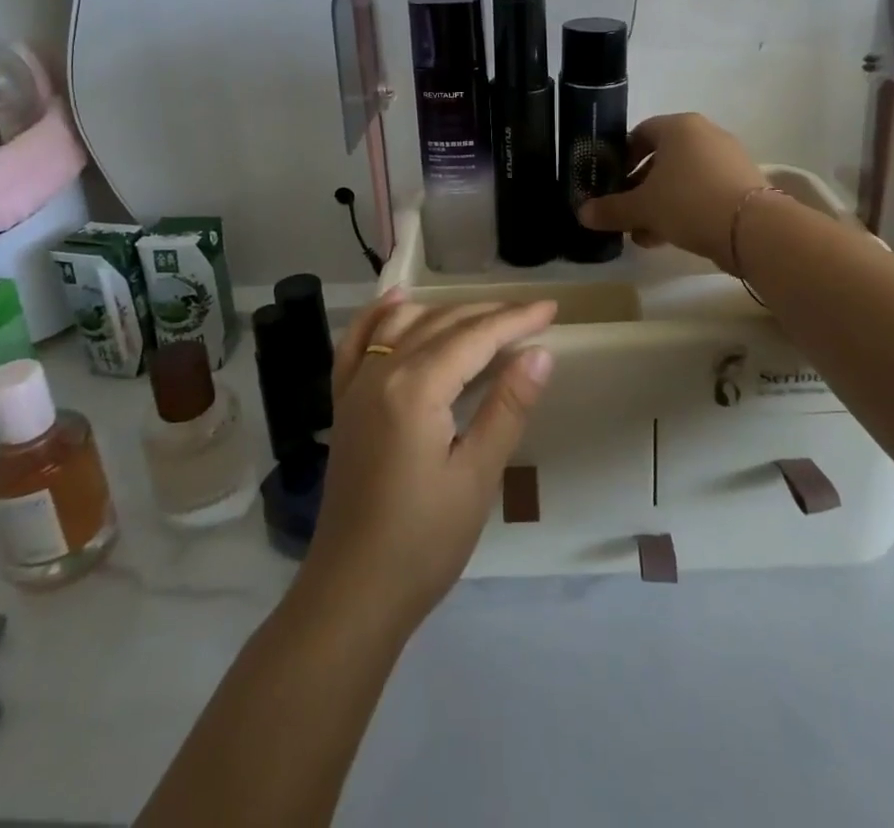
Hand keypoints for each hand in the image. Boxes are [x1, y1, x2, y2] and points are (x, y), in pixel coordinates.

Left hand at [298, 292, 557, 628]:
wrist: (353, 591)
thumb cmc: (424, 541)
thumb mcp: (477, 476)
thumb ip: (507, 407)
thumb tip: (540, 352)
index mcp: (416, 388)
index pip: (474, 337)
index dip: (515, 320)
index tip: (551, 309)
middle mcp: (381, 372)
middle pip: (441, 324)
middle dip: (489, 314)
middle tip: (531, 314)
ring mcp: (356, 385)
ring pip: (403, 325)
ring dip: (444, 311)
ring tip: (483, 313)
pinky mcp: (343, 403)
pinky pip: (357, 342)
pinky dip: (378, 316)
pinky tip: (397, 302)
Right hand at [577, 112, 765, 271]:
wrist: (753, 229)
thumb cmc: (688, 202)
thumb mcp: (642, 208)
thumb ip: (611, 209)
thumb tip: (582, 213)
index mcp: (679, 126)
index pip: (640, 133)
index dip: (621, 158)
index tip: (611, 184)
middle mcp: (705, 134)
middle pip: (662, 158)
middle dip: (640, 187)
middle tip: (625, 212)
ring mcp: (728, 158)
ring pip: (683, 178)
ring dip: (660, 203)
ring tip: (643, 233)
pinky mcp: (744, 184)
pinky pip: (704, 191)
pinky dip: (685, 209)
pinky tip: (669, 237)